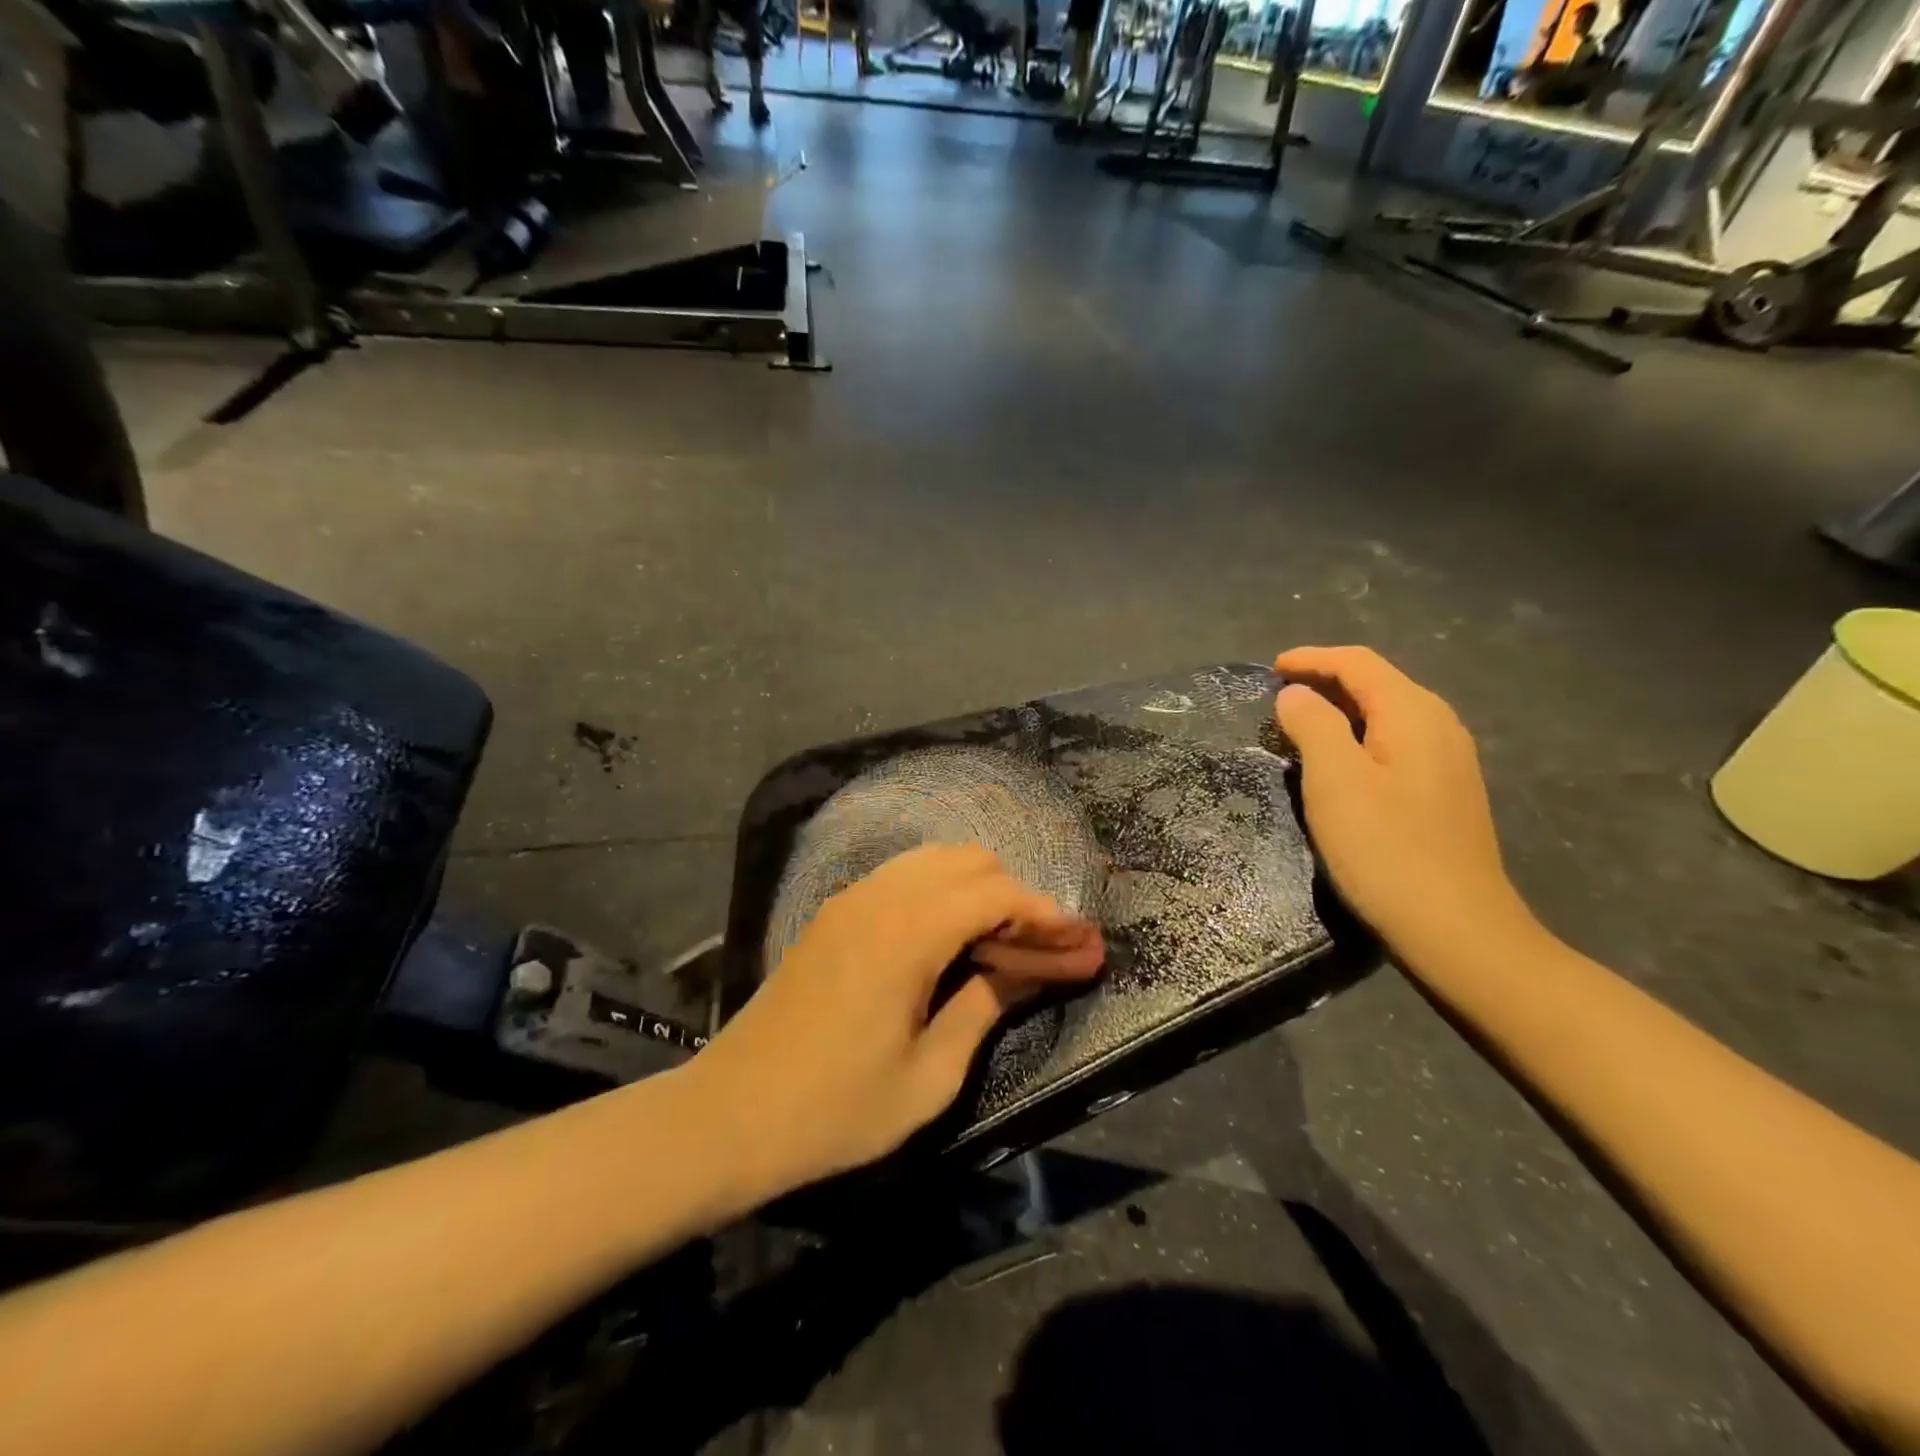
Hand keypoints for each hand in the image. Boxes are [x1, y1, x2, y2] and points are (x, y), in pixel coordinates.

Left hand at [691, 844, 1103, 1198]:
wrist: (729, 1116)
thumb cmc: (835, 1110)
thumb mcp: (929, 1077)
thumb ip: (985, 1009)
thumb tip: (1031, 974)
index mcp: (907, 932)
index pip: (998, 896)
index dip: (1049, 917)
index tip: (1085, 946)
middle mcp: (880, 896)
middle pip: (972, 864)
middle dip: (1019, 902)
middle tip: (1049, 954)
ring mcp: (852, 899)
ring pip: (937, 863)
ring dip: (982, 894)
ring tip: (1009, 950)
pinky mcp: (835, 913)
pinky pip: (905, 880)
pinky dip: (944, 897)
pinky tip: (956, 944)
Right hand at [1273, 646, 1537, 958]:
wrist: (1455, 926)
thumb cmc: (1385, 848)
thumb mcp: (1335, 780)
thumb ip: (1313, 725)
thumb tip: (1296, 695)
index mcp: (1413, 713)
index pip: (1359, 663)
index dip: (1312, 658)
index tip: (1271, 669)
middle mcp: (1439, 725)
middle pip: (1378, 683)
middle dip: (1327, 680)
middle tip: (1280, 696)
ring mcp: (1449, 759)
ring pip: (1388, 713)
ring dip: (1343, 709)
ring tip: (1301, 724)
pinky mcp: (1446, 791)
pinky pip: (1397, 741)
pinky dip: (1360, 736)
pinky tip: (1341, 762)